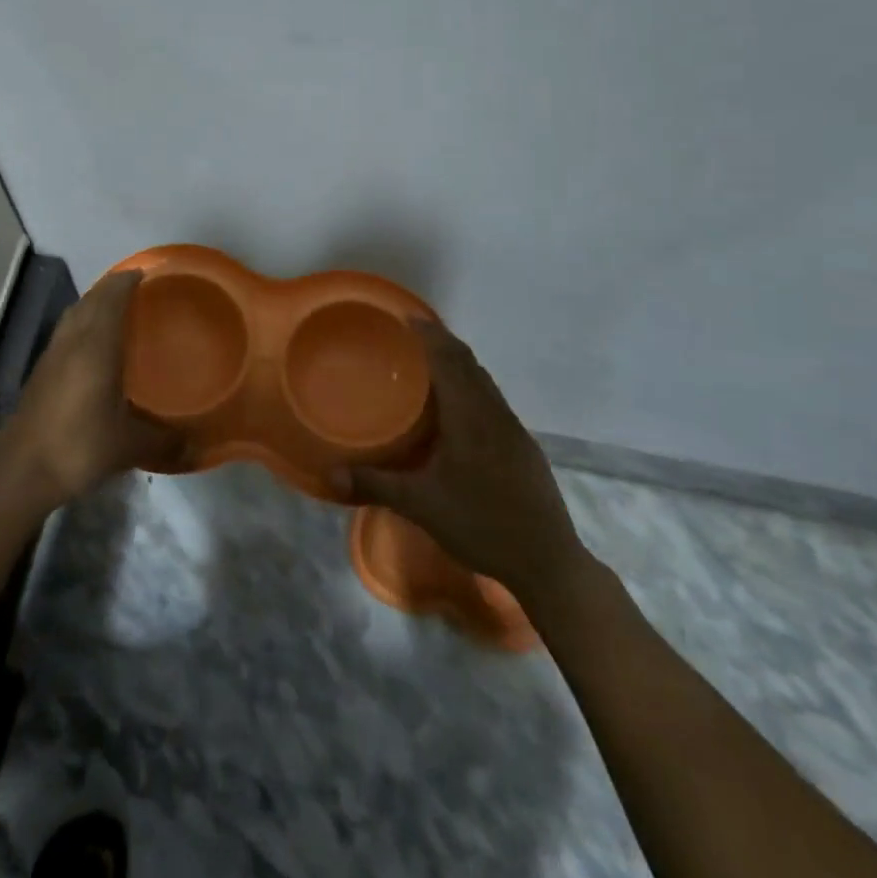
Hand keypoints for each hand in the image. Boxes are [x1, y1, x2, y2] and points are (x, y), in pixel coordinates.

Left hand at [0, 271, 182, 510]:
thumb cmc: (79, 447)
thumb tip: (195, 447)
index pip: (111, 297)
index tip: (147, 272)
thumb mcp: (129, 446)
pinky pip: (65, 333)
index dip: (128, 281)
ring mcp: (51, 356)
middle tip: (138, 289)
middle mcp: (71, 342)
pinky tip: (93, 347)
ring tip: (117, 310)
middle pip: (90, 300)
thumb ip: (164, 441)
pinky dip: (82, 325)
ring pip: (74, 315)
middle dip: (112, 288)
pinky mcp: (40, 373)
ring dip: (93, 304)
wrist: (21, 472)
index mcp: (95, 347)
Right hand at [342, 320, 588, 608]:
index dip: (429, 335)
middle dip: (442, 343)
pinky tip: (460, 411)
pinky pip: (493, 401)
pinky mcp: (524, 447)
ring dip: (460, 365)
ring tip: (432, 365)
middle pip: (469, 363)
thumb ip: (375, 484)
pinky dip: (473, 388)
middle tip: (412, 335)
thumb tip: (329, 474)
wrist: (547, 560)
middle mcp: (494, 413)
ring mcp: (514, 430)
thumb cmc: (481, 524)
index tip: (407, 317)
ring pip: (484, 382)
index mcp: (470, 416)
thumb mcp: (420, 505)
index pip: (449, 359)